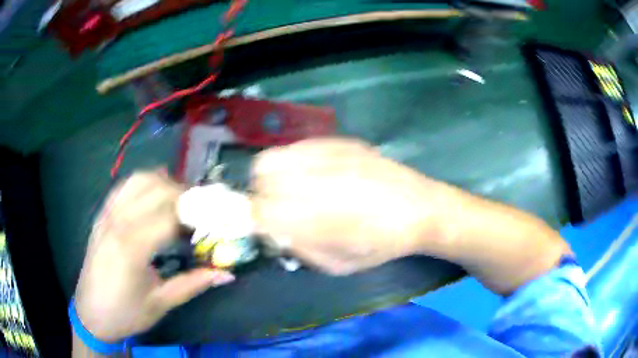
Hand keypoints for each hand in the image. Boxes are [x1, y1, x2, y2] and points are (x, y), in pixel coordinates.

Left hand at [74, 170, 234, 341]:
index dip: (195, 218)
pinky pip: (124, 186)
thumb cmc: (125, 313)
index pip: (170, 217)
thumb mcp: (161, 303)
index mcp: (131, 248)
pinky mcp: (101, 215)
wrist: (91, 314)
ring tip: (180, 201)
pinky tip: (154, 194)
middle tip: (200, 213)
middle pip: (156, 190)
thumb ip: (193, 284)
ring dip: (164, 183)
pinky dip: (144, 183)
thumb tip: (227, 274)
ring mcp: (106, 215)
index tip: (212, 225)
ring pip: (139, 180)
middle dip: (184, 195)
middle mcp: (117, 223)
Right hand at [251, 138, 445, 274]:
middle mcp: (313, 180)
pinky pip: (301, 146)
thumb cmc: (382, 245)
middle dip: (261, 191)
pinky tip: (314, 172)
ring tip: (291, 186)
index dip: (255, 216)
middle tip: (276, 203)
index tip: (264, 223)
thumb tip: (276, 232)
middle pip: (261, 173)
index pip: (258, 208)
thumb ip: (300, 249)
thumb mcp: (337, 265)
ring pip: (277, 155)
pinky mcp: (340, 142)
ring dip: (274, 173)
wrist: (421, 209)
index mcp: (310, 217)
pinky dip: (295, 160)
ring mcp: (326, 155)